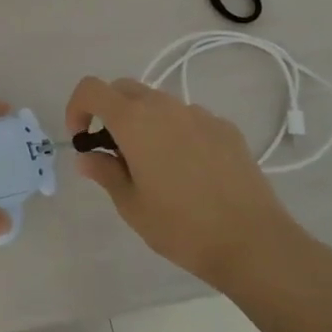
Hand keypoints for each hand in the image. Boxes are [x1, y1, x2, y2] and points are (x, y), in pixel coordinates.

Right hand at [65, 76, 312, 292]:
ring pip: (158, 103)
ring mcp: (199, 115)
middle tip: (113, 151)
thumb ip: (104, 172)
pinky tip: (189, 171)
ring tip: (154, 166)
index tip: (81, 138)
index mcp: (134, 121)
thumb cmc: (181, 226)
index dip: (77, 107)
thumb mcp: (130, 205)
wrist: (254, 243)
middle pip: (124, 89)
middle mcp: (165, 107)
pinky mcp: (226, 129)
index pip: (91, 89)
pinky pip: (189, 119)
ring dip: (144, 122)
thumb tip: (87, 156)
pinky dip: (176, 133)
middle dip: (109, 111)